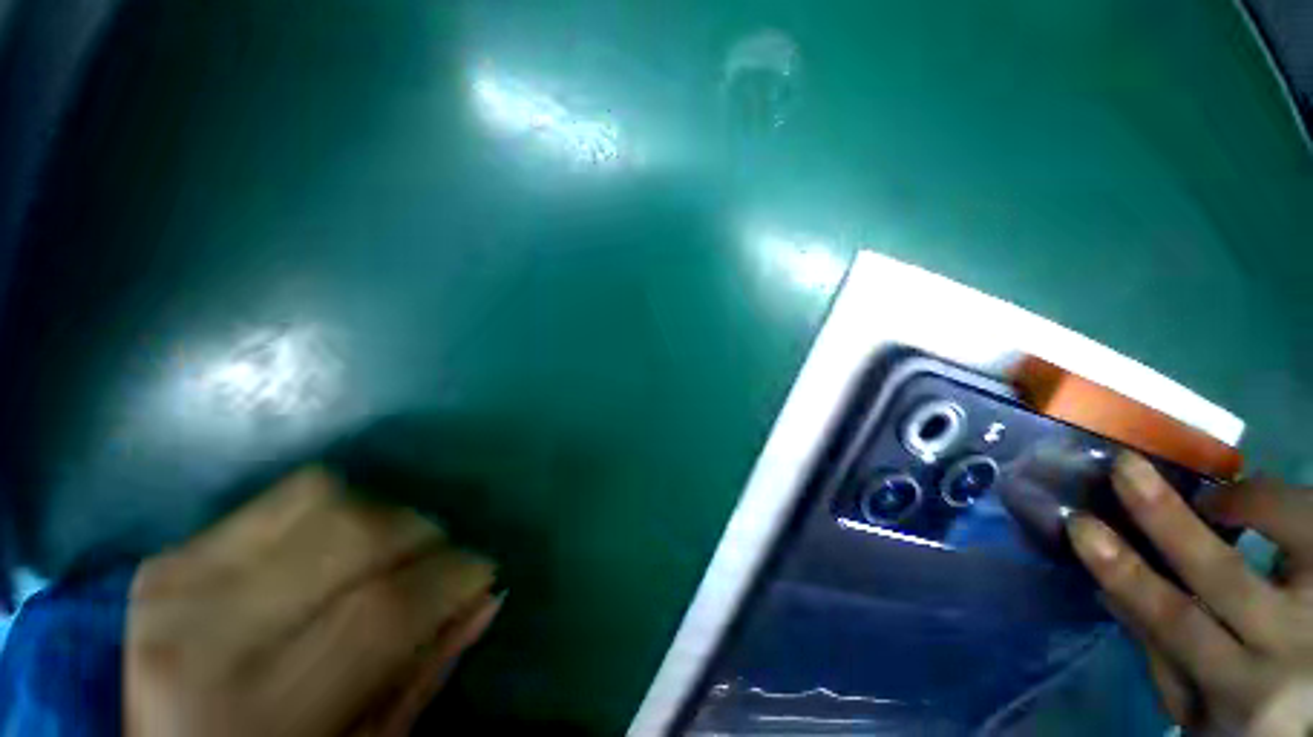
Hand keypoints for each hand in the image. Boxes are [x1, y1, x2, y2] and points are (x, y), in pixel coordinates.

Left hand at [125, 467, 499, 736]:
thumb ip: (424, 672)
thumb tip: (488, 596)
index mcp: (256, 714)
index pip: (383, 610)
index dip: (455, 577)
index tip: (482, 574)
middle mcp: (205, 638)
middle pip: (358, 535)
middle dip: (425, 538)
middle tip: (438, 562)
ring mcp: (177, 583)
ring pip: (326, 498)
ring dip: (384, 517)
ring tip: (389, 552)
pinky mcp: (171, 555)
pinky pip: (283, 495)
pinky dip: (335, 506)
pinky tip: (335, 545)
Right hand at [1067, 454, 1312, 736]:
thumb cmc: (1248, 710)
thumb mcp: (1201, 710)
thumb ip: (1162, 656)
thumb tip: (1108, 588)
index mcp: (1244, 691)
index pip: (1174, 622)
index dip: (1124, 572)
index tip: (1080, 526)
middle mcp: (1288, 650)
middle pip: (1221, 574)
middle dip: (1166, 518)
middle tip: (1124, 469)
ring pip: (1291, 531)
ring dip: (1240, 499)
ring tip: (1210, 495)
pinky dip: (1278, 502)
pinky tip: (1254, 503)